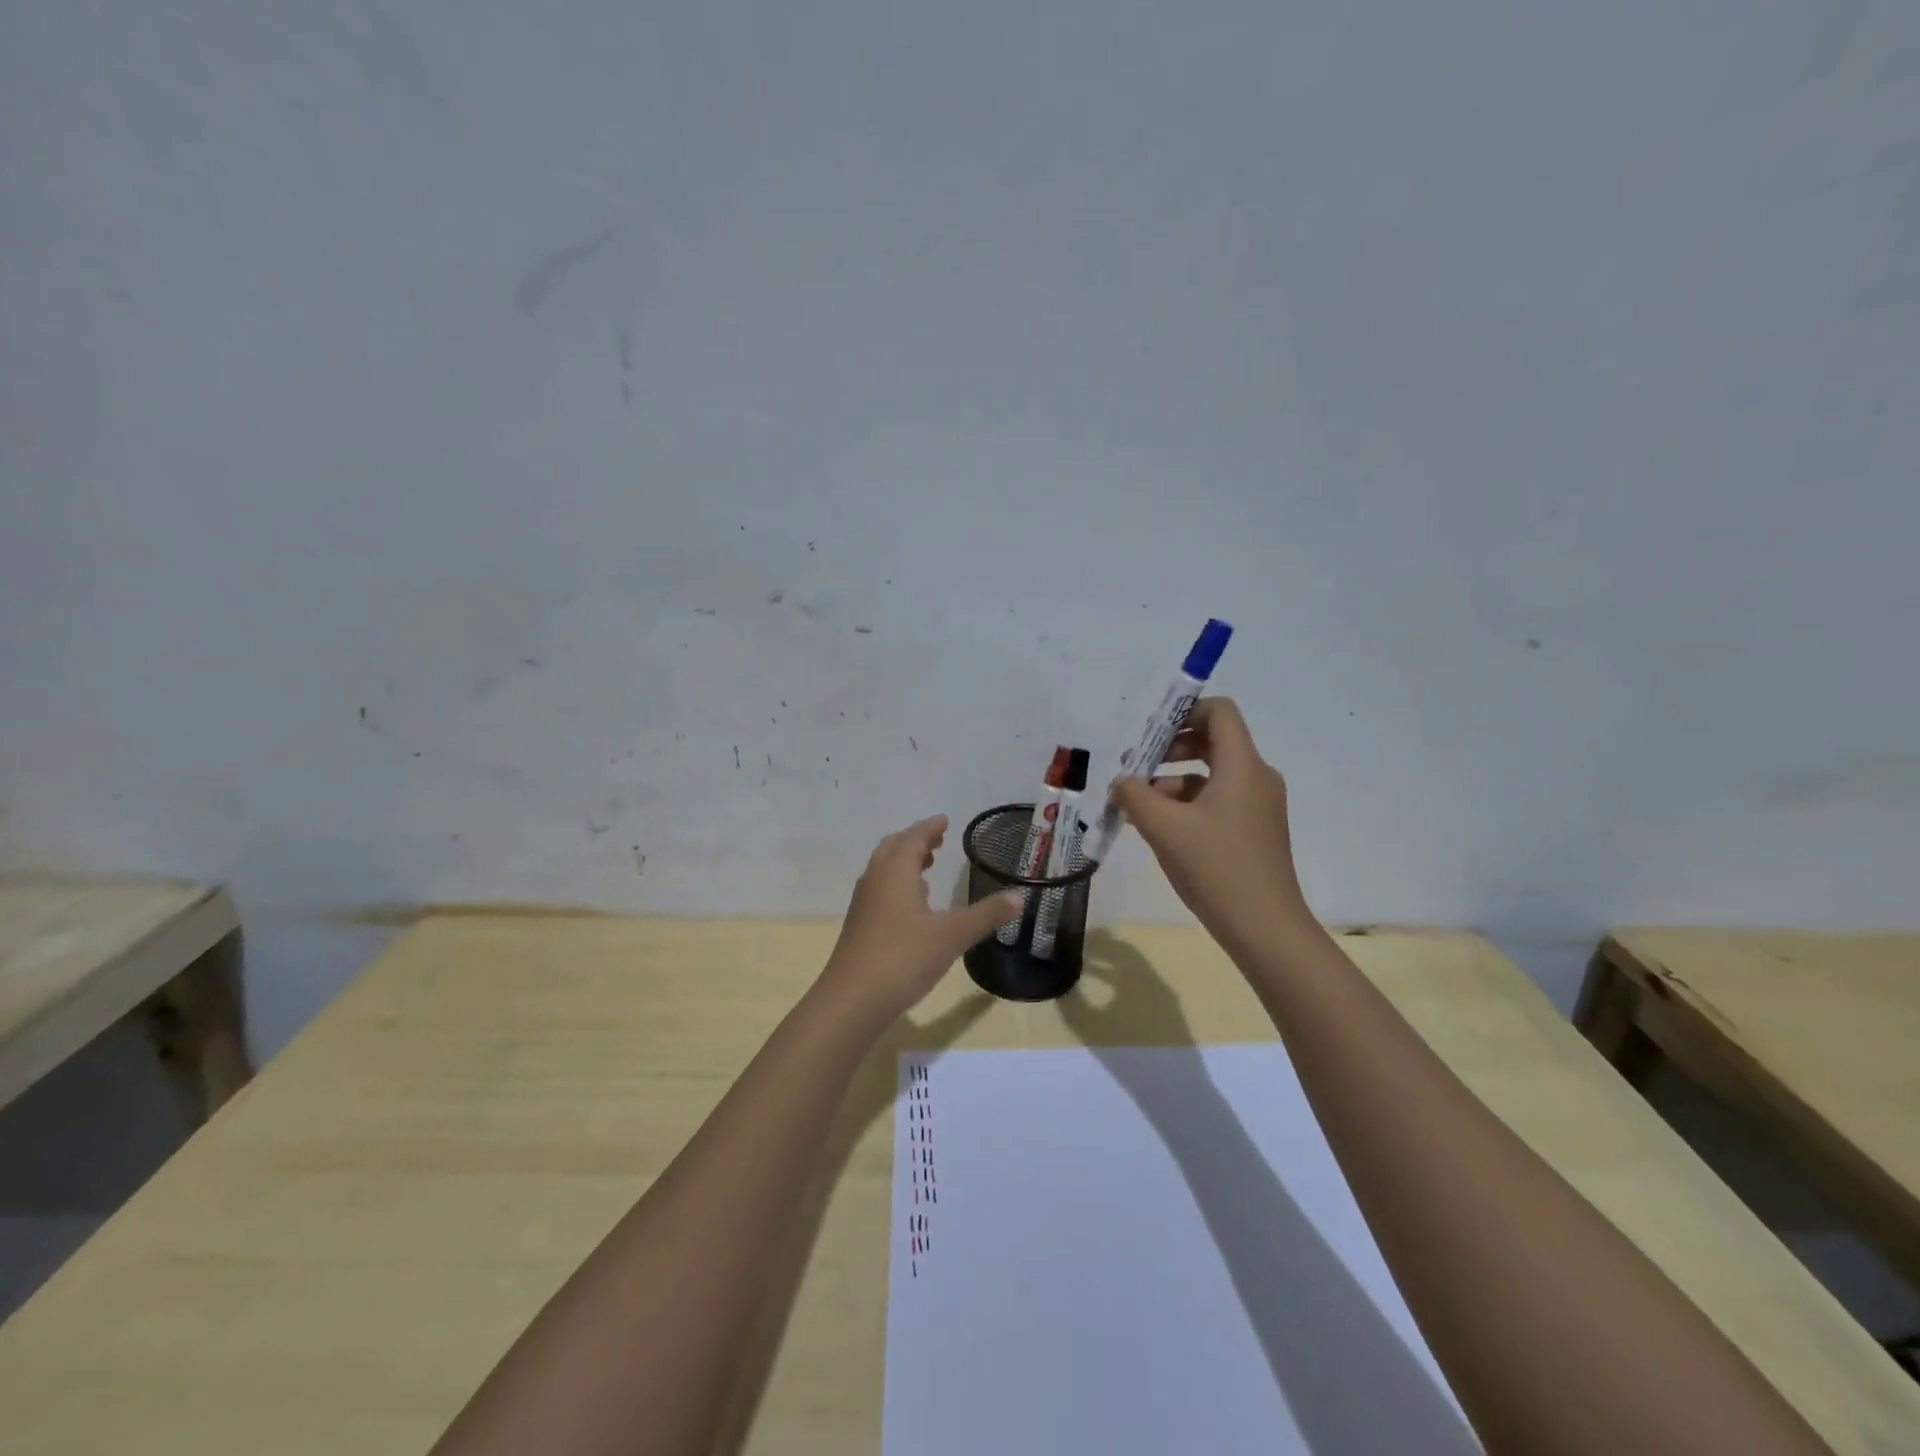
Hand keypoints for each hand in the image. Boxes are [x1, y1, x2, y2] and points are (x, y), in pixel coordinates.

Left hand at [818, 815, 1022, 1026]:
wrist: (852, 1000)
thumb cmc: (904, 958)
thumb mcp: (952, 935)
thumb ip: (986, 915)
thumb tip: (1019, 897)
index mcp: (896, 872)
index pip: (913, 837)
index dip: (930, 827)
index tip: (945, 821)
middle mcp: (876, 880)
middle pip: (893, 848)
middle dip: (915, 840)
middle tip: (937, 840)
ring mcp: (864, 904)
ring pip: (883, 869)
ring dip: (904, 862)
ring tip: (927, 867)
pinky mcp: (859, 926)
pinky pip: (879, 890)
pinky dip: (896, 884)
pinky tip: (912, 906)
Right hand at [1108, 697, 1315, 956]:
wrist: (1265, 929)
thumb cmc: (1216, 868)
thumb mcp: (1163, 828)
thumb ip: (1134, 795)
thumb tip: (1121, 782)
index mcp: (1242, 766)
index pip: (1219, 712)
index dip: (1183, 712)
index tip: (1149, 734)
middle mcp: (1257, 777)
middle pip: (1212, 741)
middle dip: (1169, 749)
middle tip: (1135, 769)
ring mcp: (1259, 806)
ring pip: (1211, 774)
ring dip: (1173, 781)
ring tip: (1138, 807)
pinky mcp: (1255, 830)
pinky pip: (1218, 800)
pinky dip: (1188, 804)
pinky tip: (1161, 830)